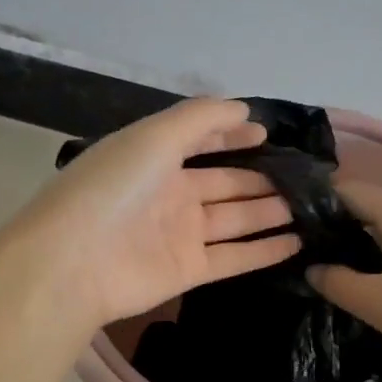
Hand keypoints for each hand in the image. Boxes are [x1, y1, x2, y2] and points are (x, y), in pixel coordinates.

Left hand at [14, 98, 301, 329]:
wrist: (73, 262)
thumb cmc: (113, 188)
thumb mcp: (154, 137)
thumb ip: (201, 119)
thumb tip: (244, 110)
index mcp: (155, 158)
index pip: (200, 142)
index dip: (231, 136)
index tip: (267, 134)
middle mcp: (169, 195)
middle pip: (224, 183)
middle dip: (260, 178)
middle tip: (302, 176)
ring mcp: (180, 235)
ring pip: (234, 220)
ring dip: (268, 212)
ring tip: (308, 206)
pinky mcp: (189, 271)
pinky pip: (234, 258)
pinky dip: (264, 251)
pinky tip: (296, 243)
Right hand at [307, 181, 381, 381]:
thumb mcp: (377, 303)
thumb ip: (338, 282)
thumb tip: (313, 268)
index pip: (352, 192)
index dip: (319, 203)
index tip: (290, 222)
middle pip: (372, 209)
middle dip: (338, 225)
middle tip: (304, 250)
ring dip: (362, 245)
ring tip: (333, 268)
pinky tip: (373, 284)